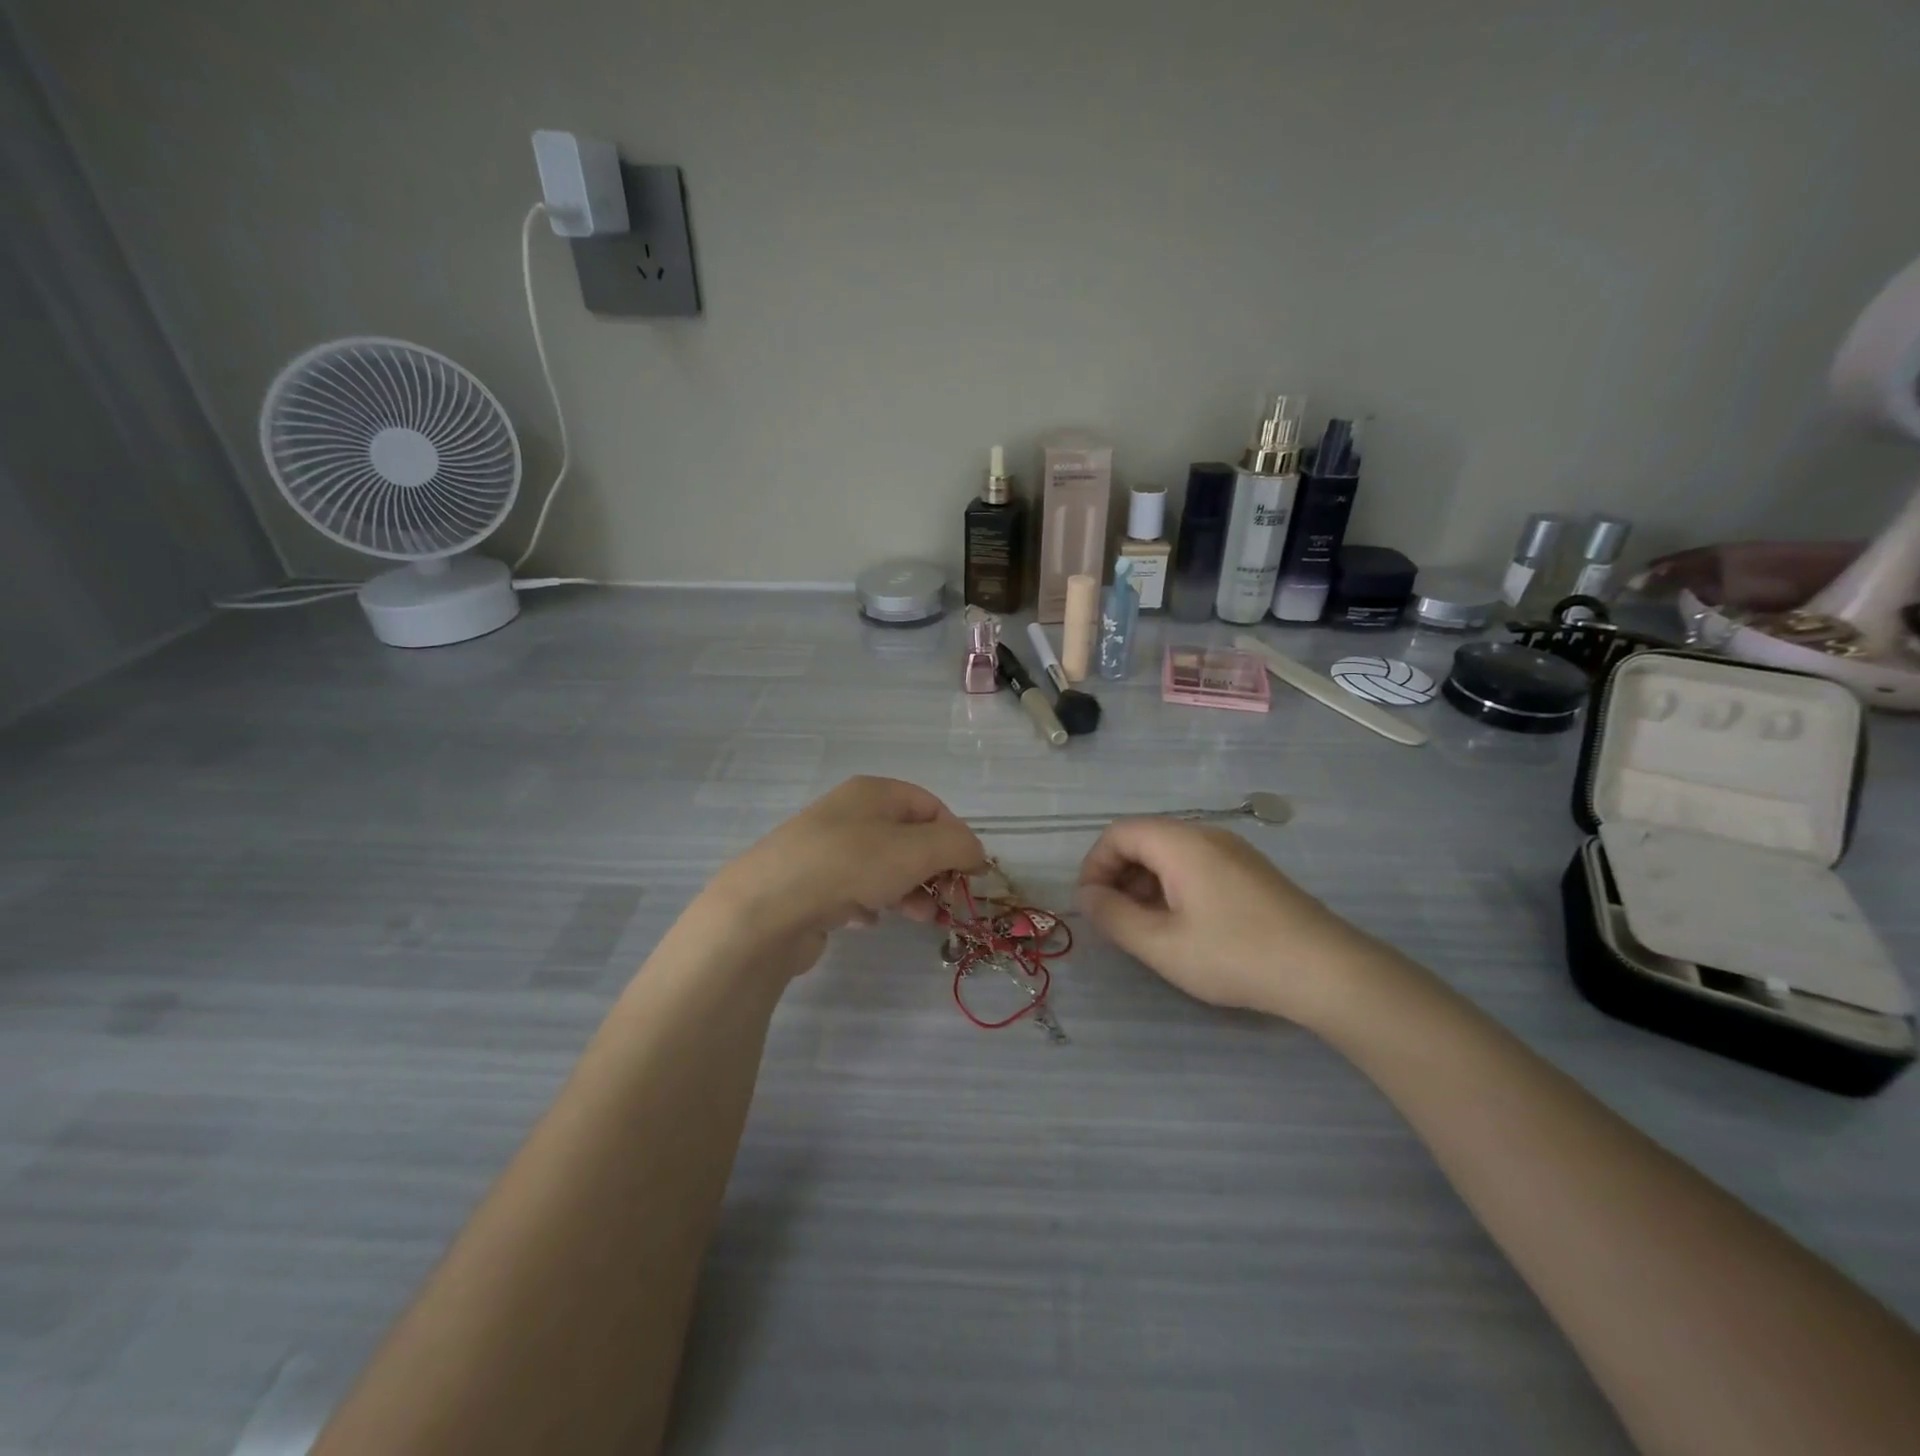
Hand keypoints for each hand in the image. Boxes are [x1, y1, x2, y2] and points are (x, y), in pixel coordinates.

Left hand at [702, 776, 983, 977]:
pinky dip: (872, 904)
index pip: (931, 806)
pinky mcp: (812, 885)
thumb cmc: (849, 866)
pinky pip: (855, 890)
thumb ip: (958, 846)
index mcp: (874, 792)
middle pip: (909, 838)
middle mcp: (849, 814)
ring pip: (884, 867)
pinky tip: (869, 920)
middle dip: (935, 869)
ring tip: (919, 918)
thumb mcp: (916, 850)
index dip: (956, 837)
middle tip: (949, 901)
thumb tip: (977, 854)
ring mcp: (827, 850)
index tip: (971, 873)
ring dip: (909, 891)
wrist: (767, 908)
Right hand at [1075, 819, 1378, 1024]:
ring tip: (1148, 929)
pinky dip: (1174, 888)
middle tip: (1117, 921)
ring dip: (1146, 884)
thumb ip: (1113, 917)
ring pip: (1171, 854)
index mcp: (1180, 843)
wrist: (1327, 971)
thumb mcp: (1162, 945)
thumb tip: (1086, 896)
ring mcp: (1234, 851)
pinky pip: (1197, 866)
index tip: (1091, 906)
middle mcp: (1206, 835)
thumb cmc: (1235, 955)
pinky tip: (1185, 927)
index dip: (1094, 865)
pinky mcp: (1252, 872)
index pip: (1119, 833)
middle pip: (1145, 839)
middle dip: (1119, 875)